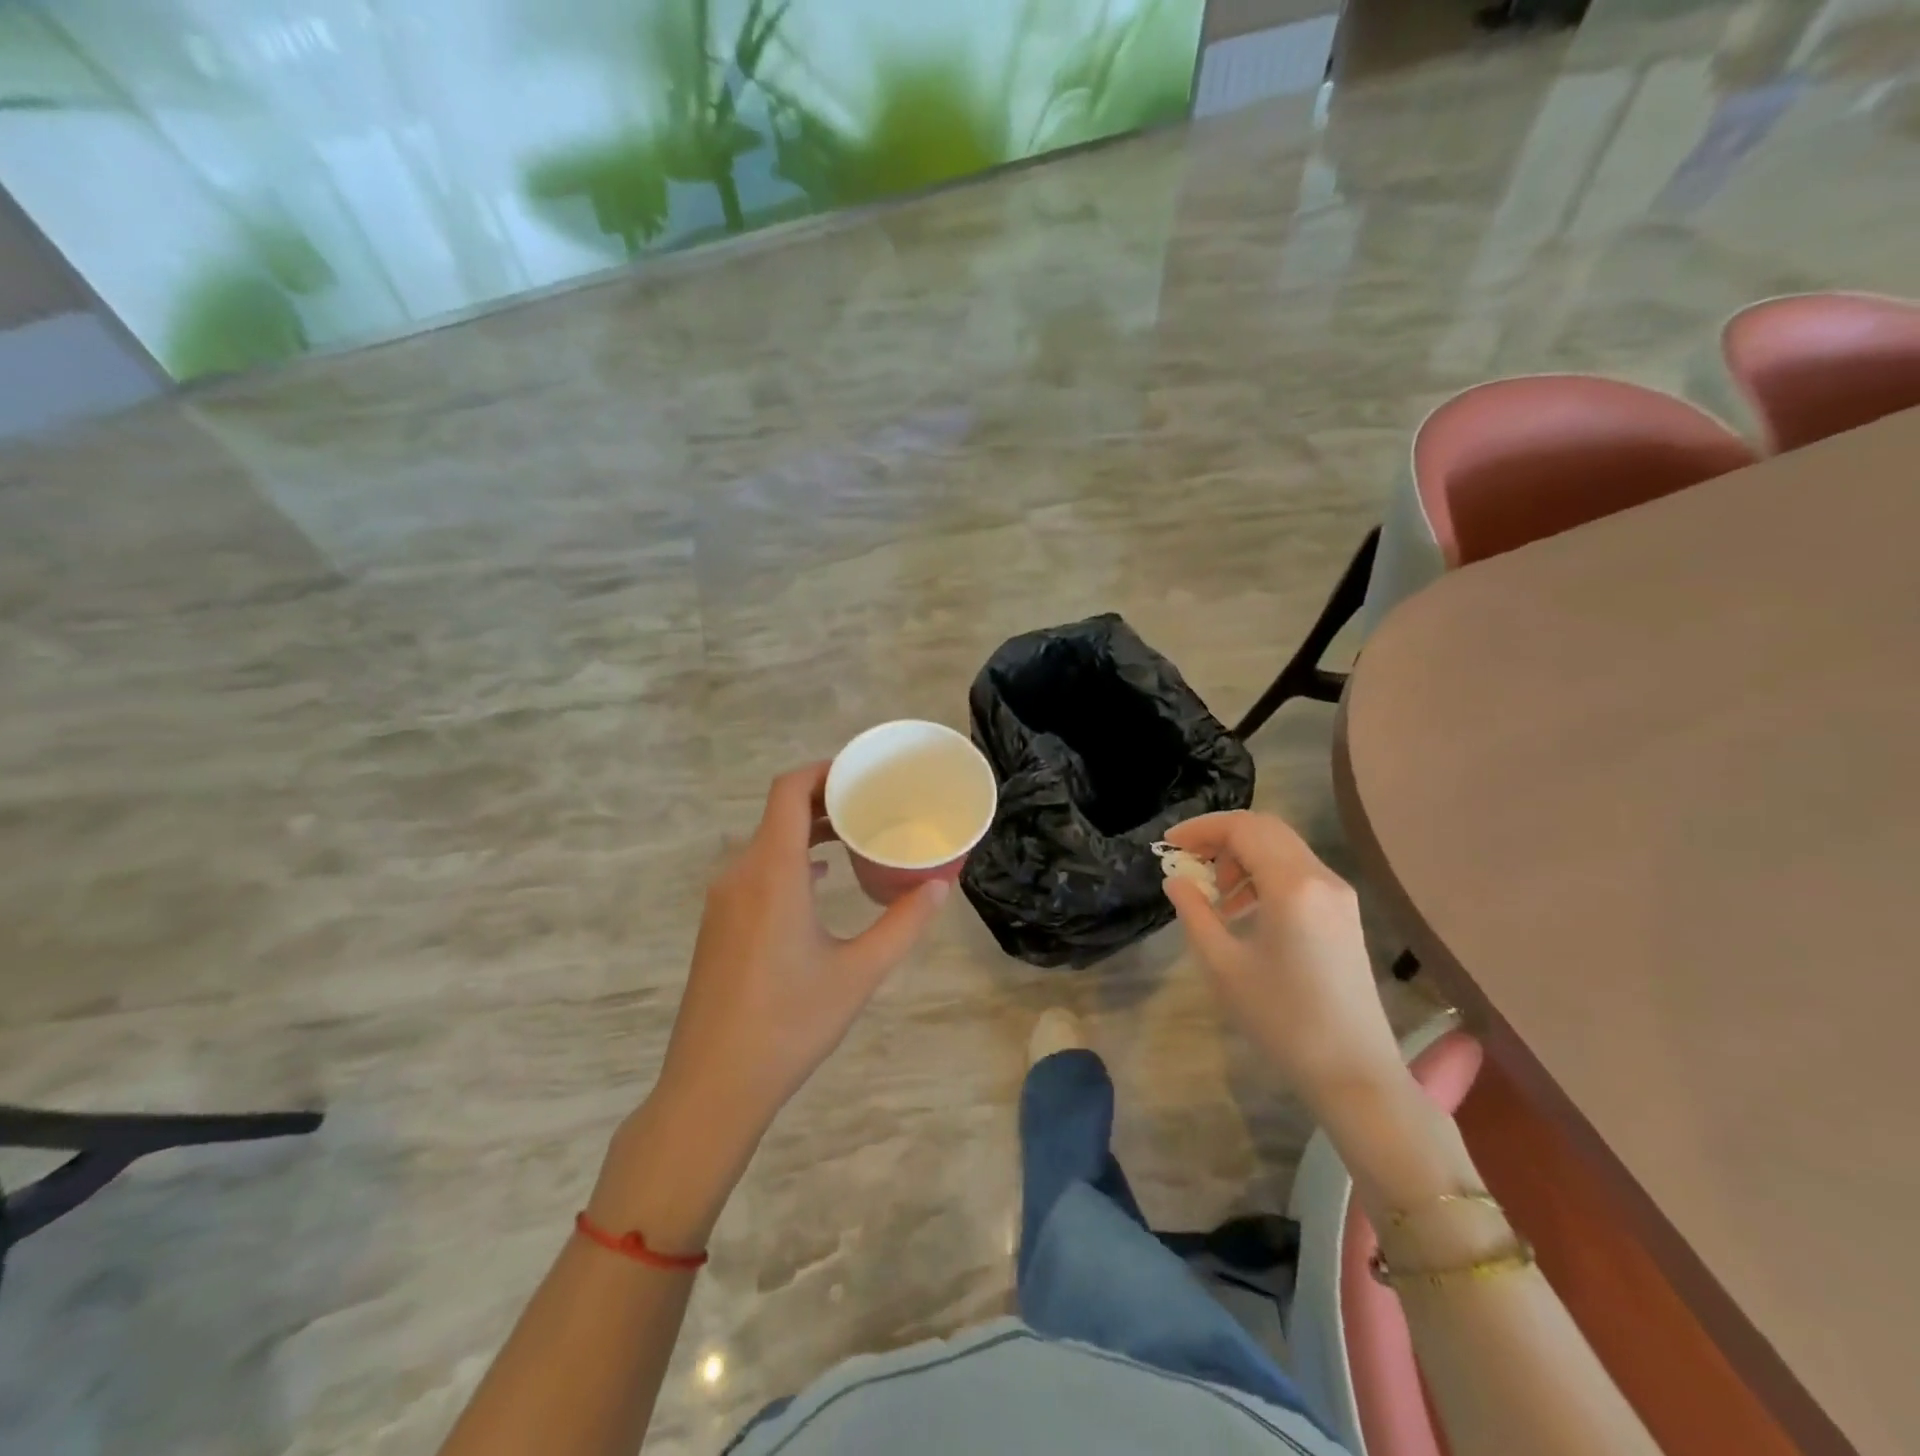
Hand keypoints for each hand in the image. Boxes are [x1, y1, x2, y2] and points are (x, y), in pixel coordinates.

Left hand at [591, 766, 948, 1250]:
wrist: (711, 1086)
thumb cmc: (789, 1024)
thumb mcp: (858, 973)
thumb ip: (903, 924)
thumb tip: (940, 885)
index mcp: (772, 872)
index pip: (788, 790)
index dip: (824, 771)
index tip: (863, 773)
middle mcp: (740, 874)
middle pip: (779, 812)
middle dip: (825, 800)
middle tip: (873, 804)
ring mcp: (723, 900)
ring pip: (767, 842)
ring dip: (808, 831)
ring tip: (855, 836)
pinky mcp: (719, 924)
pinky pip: (757, 870)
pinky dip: (791, 860)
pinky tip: (821, 881)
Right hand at [1162, 811, 1405, 1109]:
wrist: (1354, 1072)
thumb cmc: (1282, 1019)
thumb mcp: (1223, 965)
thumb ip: (1194, 913)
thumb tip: (1176, 880)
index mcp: (1293, 886)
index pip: (1242, 829)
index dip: (1201, 829)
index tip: (1169, 844)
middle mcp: (1322, 878)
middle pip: (1265, 829)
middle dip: (1220, 837)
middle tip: (1187, 860)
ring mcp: (1339, 895)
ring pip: (1282, 848)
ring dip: (1242, 856)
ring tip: (1214, 893)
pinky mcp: (1344, 913)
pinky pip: (1298, 872)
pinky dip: (1263, 874)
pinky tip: (1243, 909)